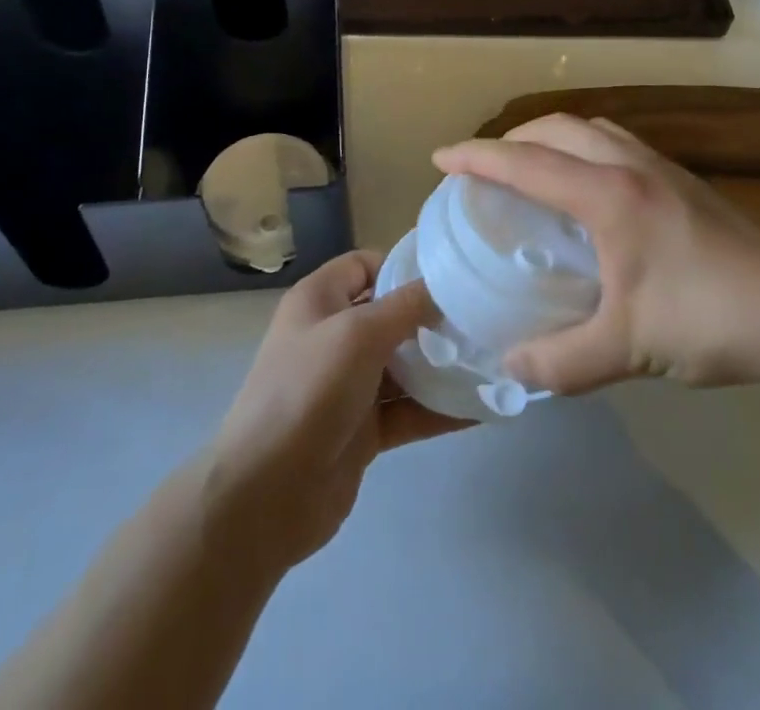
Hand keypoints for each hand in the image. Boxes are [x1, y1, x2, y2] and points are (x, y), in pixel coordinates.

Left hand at [202, 251, 465, 576]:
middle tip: (483, 320)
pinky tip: (482, 408)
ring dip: (442, 365)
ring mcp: (348, 386)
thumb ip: (405, 307)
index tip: (451, 276)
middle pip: (390, 315)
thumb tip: (444, 286)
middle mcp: (333, 337)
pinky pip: (408, 411)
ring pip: (403, 365)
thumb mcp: (358, 335)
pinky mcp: (363, 430)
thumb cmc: (308, 392)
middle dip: (433, 318)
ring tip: (493, 360)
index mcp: (320, 301)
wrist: (266, 495)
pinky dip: (440, 409)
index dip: (403, 266)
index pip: (365, 265)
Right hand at [433, 114, 759, 394]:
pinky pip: (617, 144)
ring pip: (593, 129)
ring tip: (533, 166)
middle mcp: (631, 167)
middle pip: (558, 128)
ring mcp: (664, 169)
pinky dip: (584, 148)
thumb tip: (510, 369)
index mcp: (609, 195)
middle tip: (485, 166)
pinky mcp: (686, 182)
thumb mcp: (628, 348)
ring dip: (552, 137)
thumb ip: (561, 363)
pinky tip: (592, 188)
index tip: (441, 157)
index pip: (527, 162)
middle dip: (513, 138)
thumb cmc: (709, 322)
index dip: (478, 157)